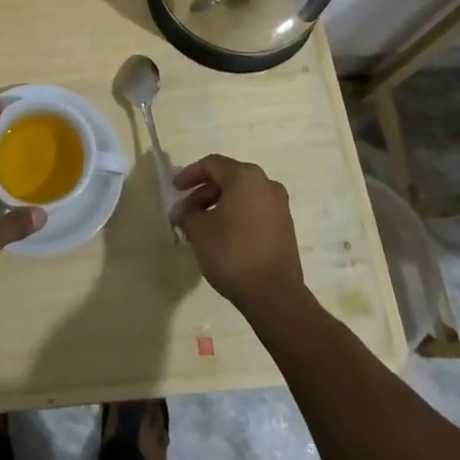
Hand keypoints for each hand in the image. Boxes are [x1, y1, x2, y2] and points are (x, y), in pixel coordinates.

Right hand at [171, 155, 306, 314]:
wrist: (274, 294)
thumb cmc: (232, 252)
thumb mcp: (199, 230)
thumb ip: (186, 213)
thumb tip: (180, 211)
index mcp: (245, 177)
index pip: (212, 164)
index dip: (189, 174)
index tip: (174, 189)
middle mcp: (266, 184)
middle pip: (228, 178)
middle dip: (203, 193)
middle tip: (186, 211)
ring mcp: (279, 206)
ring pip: (242, 196)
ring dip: (219, 205)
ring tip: (201, 227)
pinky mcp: (285, 227)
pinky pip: (254, 211)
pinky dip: (236, 216)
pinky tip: (222, 236)